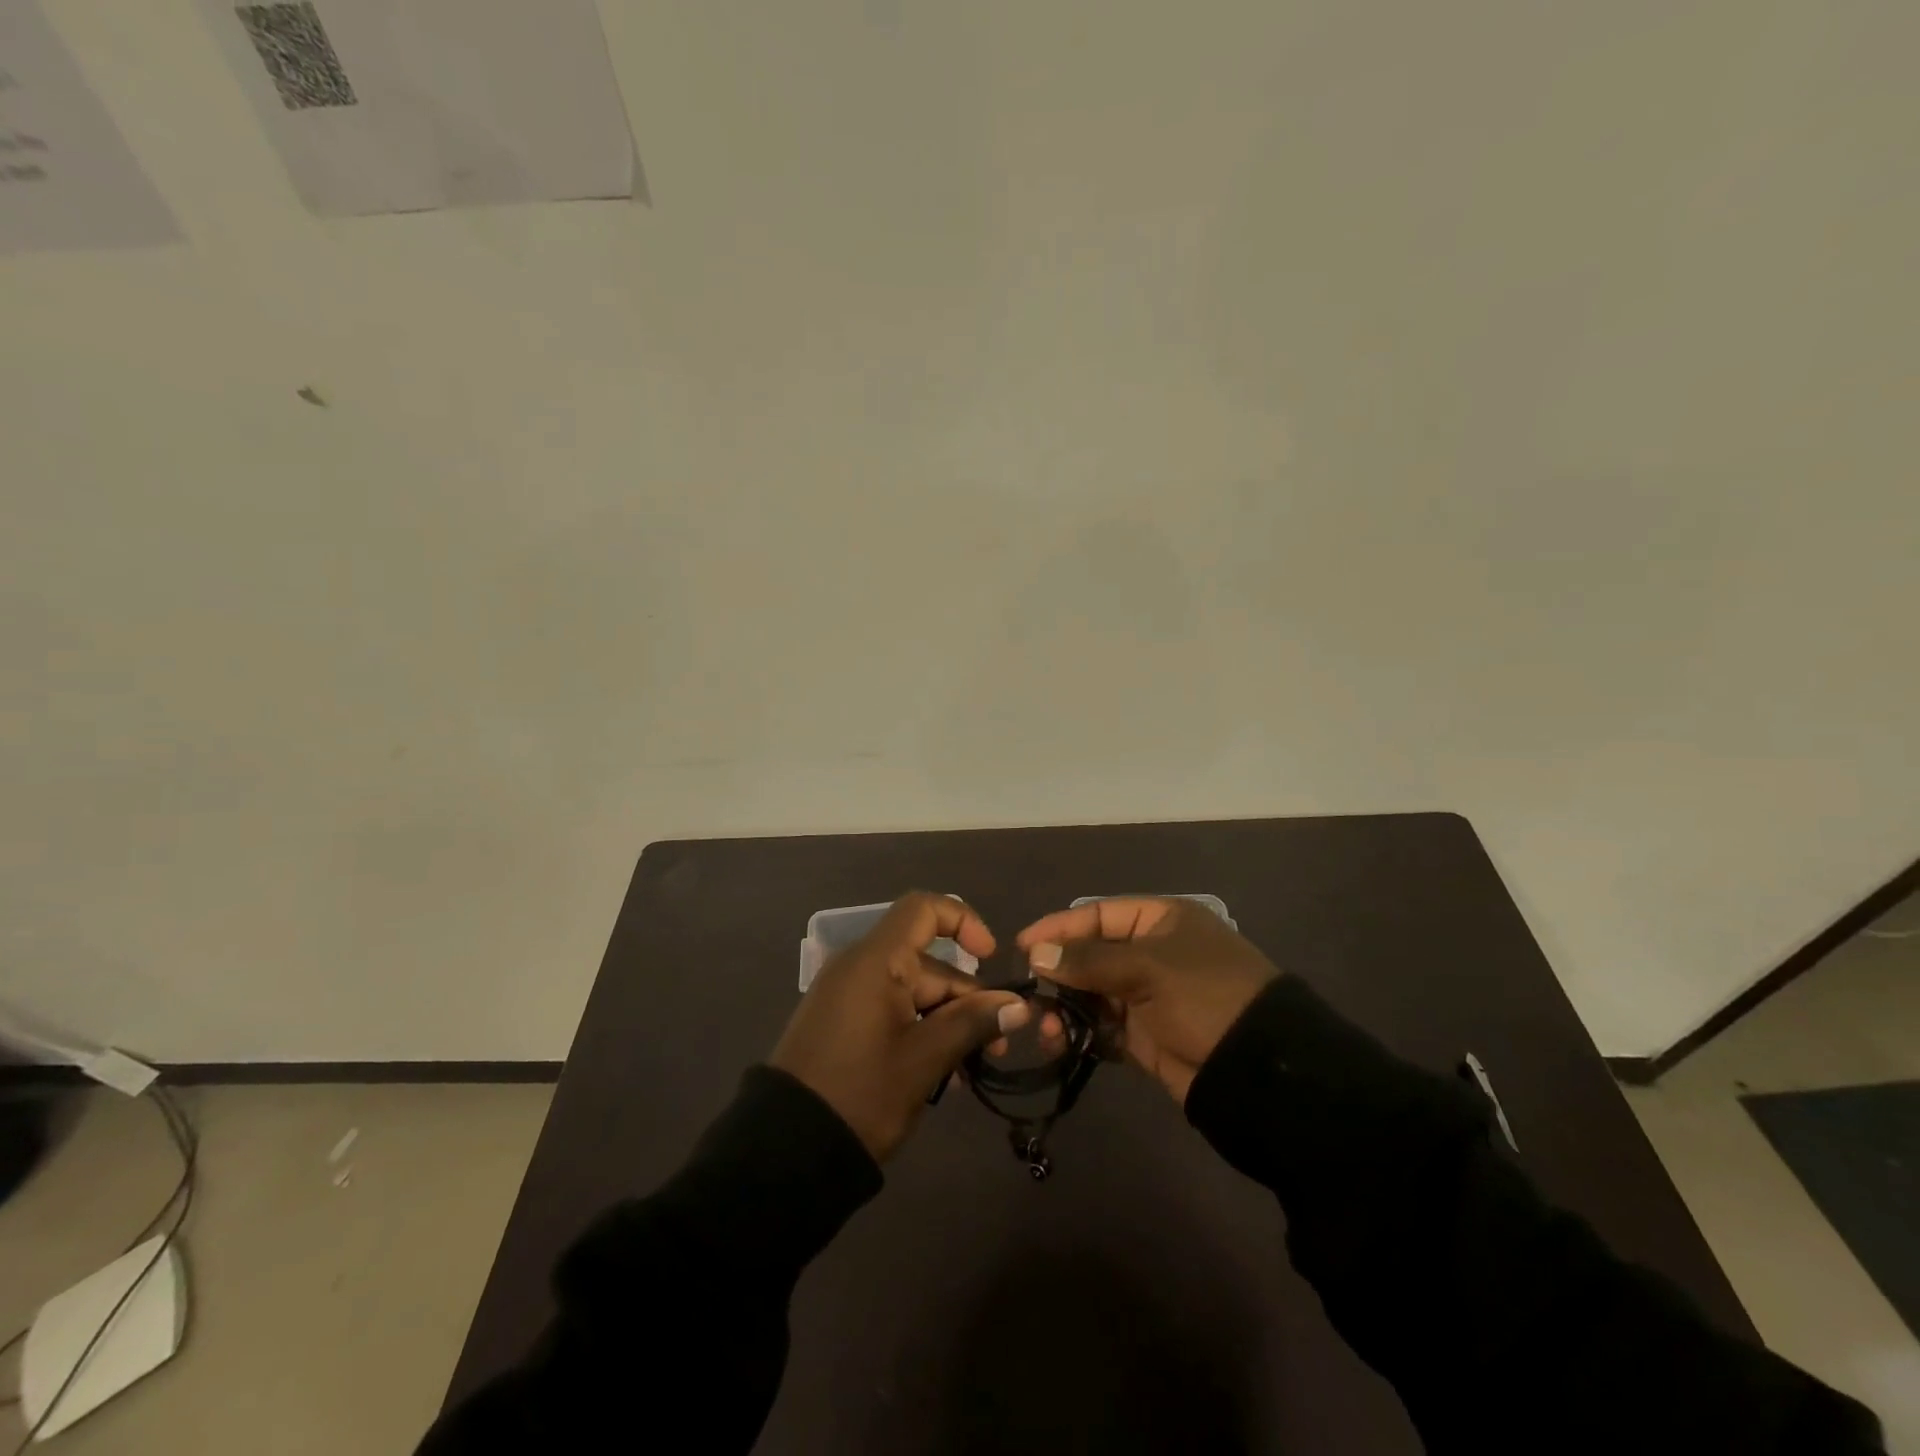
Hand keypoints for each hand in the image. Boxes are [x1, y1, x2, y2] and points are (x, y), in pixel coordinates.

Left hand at [771, 892, 1031, 1161]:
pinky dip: (921, 1032)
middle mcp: (861, 967)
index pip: (924, 909)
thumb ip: (972, 1023)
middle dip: (967, 999)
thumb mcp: (924, 1059)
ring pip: (914, 992)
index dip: (963, 921)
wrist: (785, 1152)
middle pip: (928, 963)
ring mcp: (849, 996)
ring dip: (948, 1022)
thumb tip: (1018, 1005)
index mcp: (876, 961)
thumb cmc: (860, 1094)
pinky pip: (893, 1011)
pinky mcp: (843, 1024)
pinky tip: (943, 1076)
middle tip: (996, 1047)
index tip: (991, 958)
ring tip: (971, 1070)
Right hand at [1016, 897, 1279, 1105]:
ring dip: (1065, 1008)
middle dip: (1058, 974)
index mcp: (1160, 920)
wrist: (1259, 1071)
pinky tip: (1062, 1043)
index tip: (1022, 946)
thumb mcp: (1148, 968)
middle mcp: (1152, 952)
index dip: (1059, 927)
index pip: (1098, 915)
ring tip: (1046, 1027)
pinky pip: (1102, 1027)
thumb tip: (1036, 954)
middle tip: (1030, 995)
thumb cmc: (1204, 997)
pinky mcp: (1145, 1035)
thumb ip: (1088, 960)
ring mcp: (1148, 995)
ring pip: (1091, 993)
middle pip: (1090, 954)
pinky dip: (1081, 1034)